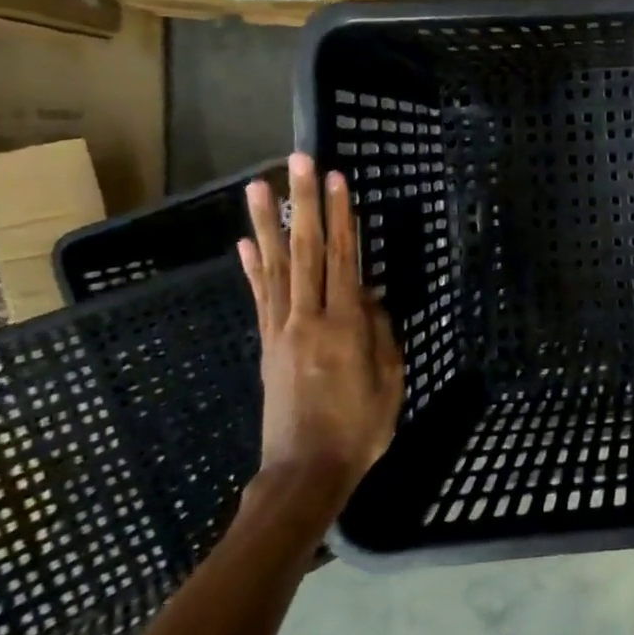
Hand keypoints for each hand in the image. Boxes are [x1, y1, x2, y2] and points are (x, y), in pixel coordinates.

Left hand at [239, 153, 404, 523]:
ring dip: (268, 223)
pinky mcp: (267, 345)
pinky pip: (260, 298)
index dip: (342, 217)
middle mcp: (308, 318)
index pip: (343, 259)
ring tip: (260, 186)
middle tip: (300, 162)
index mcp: (345, 326)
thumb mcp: (390, 381)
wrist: (304, 472)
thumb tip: (372, 296)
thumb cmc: (360, 429)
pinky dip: (251, 268)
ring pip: (274, 266)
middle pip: (305, 251)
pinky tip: (243, 242)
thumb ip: (381, 333)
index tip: (339, 179)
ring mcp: (281, 330)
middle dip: (305, 203)